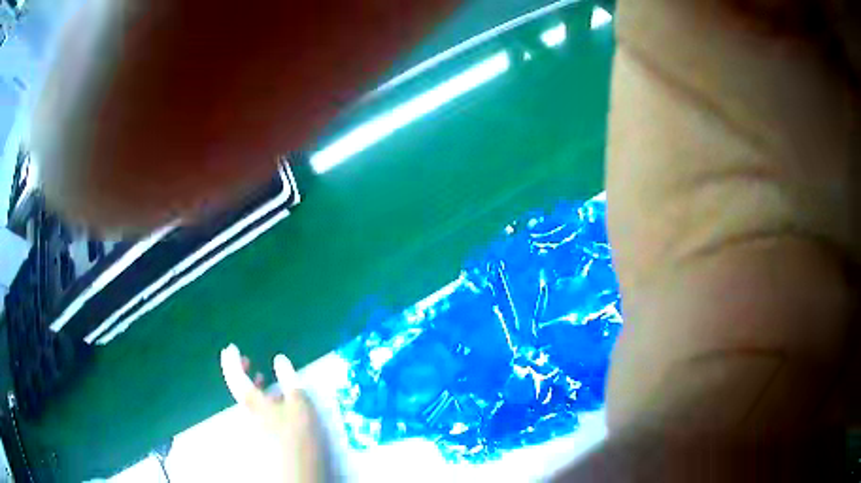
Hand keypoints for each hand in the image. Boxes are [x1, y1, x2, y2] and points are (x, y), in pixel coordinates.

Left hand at [220, 344, 332, 482]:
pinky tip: (274, 400)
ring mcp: (254, 424)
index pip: (235, 376)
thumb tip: (279, 358)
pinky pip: (256, 409)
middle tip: (244, 358)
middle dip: (238, 371)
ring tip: (260, 375)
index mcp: (252, 402)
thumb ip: (289, 380)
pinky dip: (260, 398)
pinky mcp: (262, 433)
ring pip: (247, 399)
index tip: (230, 347)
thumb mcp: (299, 404)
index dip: (231, 360)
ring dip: (251, 385)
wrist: (296, 471)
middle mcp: (248, 412)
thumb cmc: (297, 435)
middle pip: (238, 388)